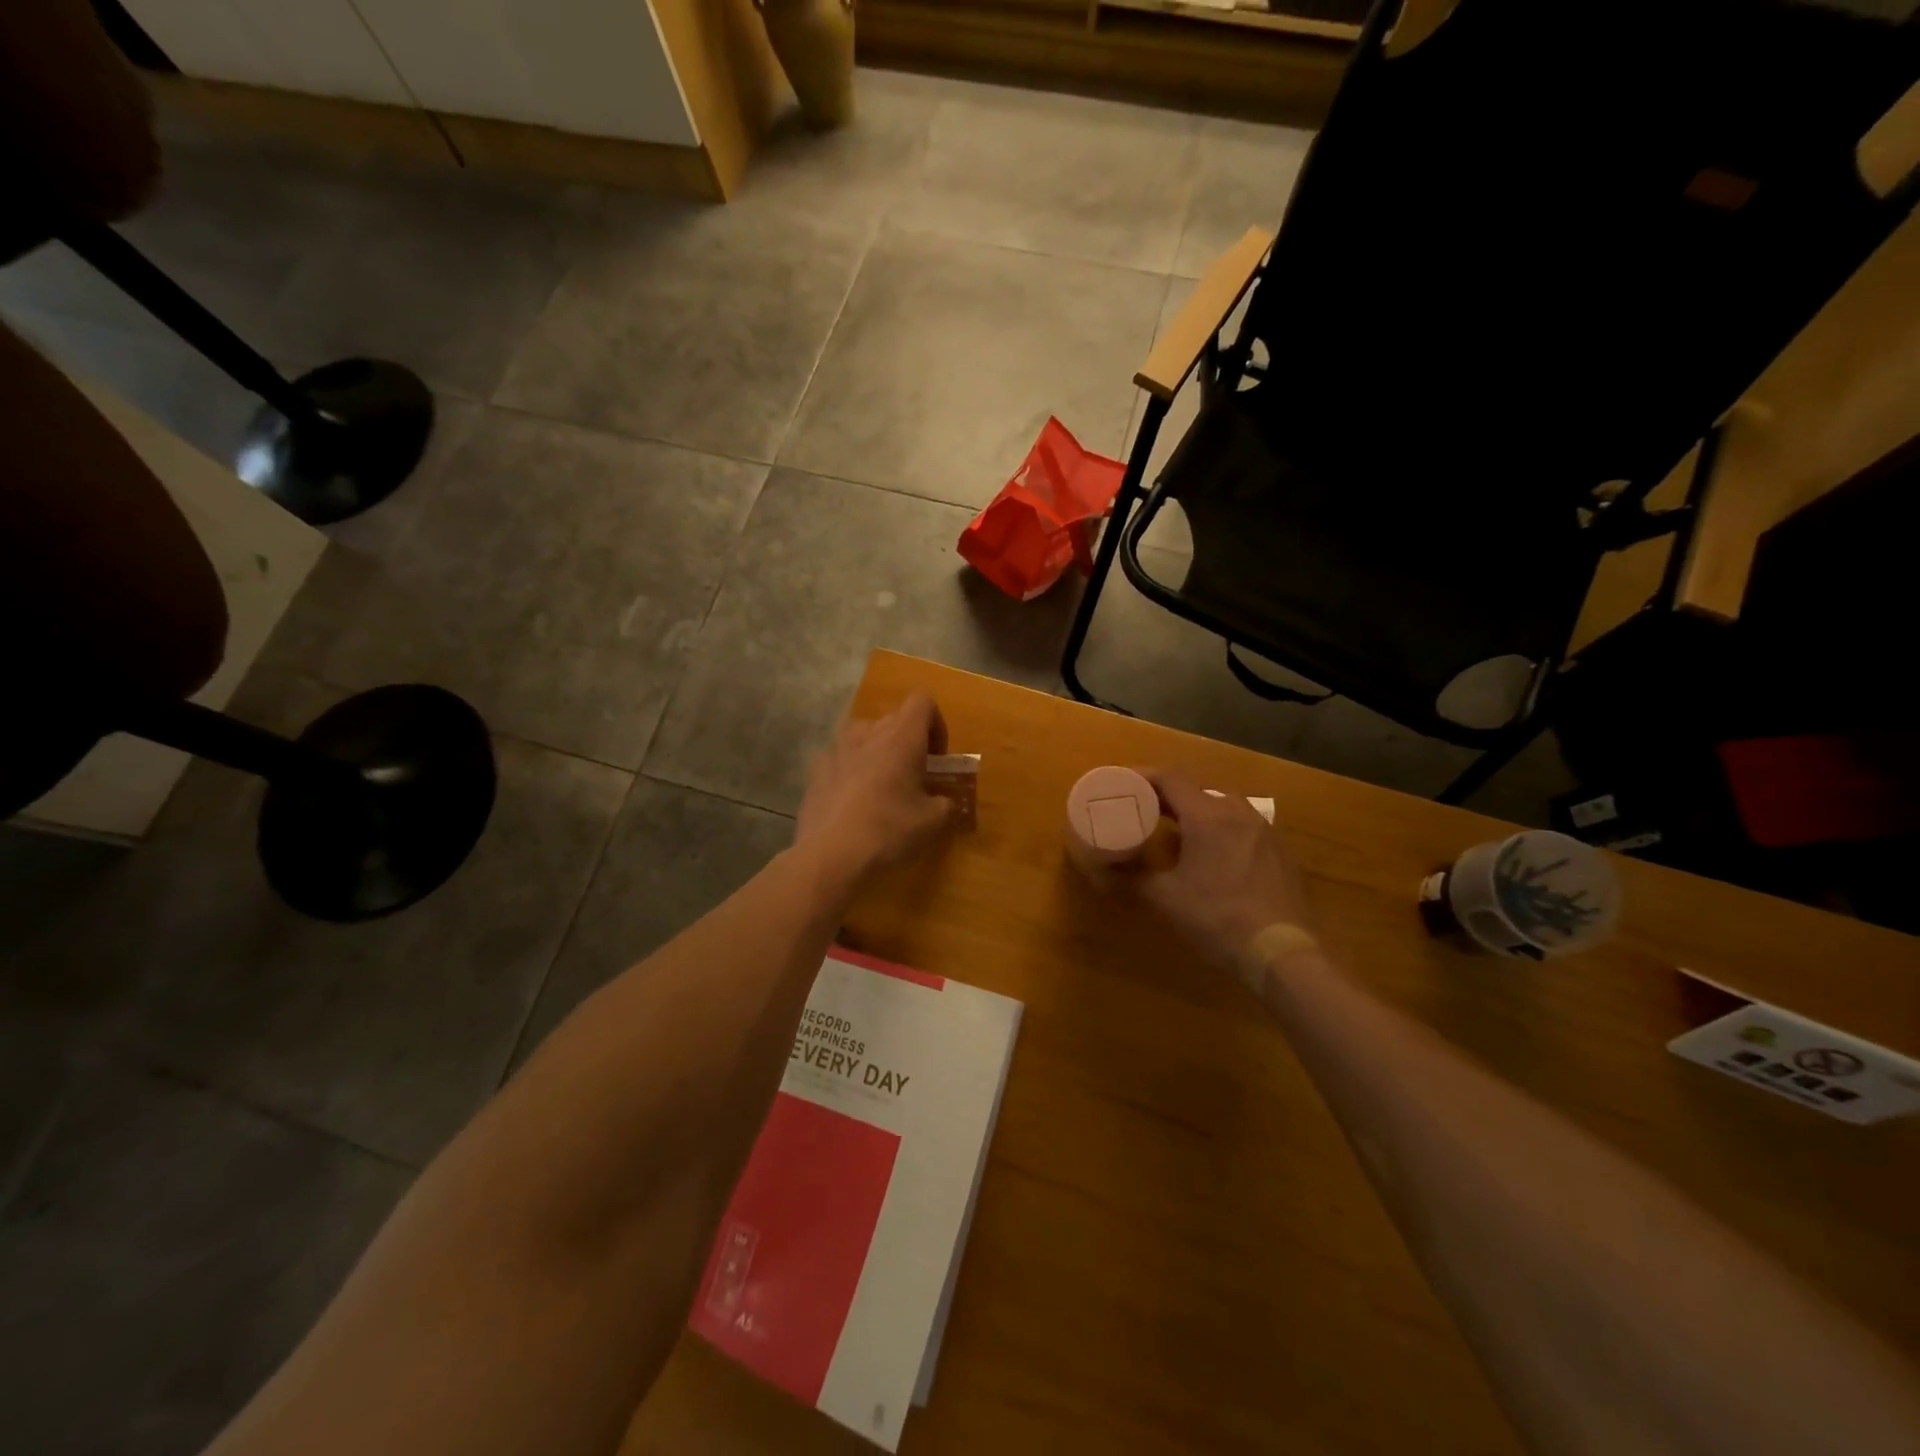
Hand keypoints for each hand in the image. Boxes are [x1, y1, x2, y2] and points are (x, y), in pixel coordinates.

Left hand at [796, 694, 952, 884]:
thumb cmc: (889, 830)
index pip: (922, 701)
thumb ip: (945, 804)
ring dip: (876, 750)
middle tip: (915, 776)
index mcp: (901, 737)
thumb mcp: (932, 822)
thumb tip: (945, 803)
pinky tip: (851, 800)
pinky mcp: (815, 770)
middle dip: (908, 741)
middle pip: (893, 719)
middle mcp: (867, 733)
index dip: (936, 724)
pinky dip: (849, 770)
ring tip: (881, 783)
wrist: (831, 855)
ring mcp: (836, 749)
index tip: (938, 757)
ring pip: (862, 735)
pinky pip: (838, 758)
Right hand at [1129, 768, 1313, 970]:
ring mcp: (1264, 829)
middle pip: (1197, 790)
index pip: (1171, 778)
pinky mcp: (1279, 850)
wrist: (1282, 952)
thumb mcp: (1166, 898)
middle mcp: (1238, 811)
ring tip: (1176, 830)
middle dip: (1168, 796)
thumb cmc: (1217, 917)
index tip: (1123, 783)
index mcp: (1208, 815)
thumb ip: (1133, 876)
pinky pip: (1242, 826)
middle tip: (1144, 809)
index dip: (1143, 776)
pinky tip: (1212, 855)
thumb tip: (1104, 868)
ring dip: (1196, 812)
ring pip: (1222, 807)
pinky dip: (1220, 829)